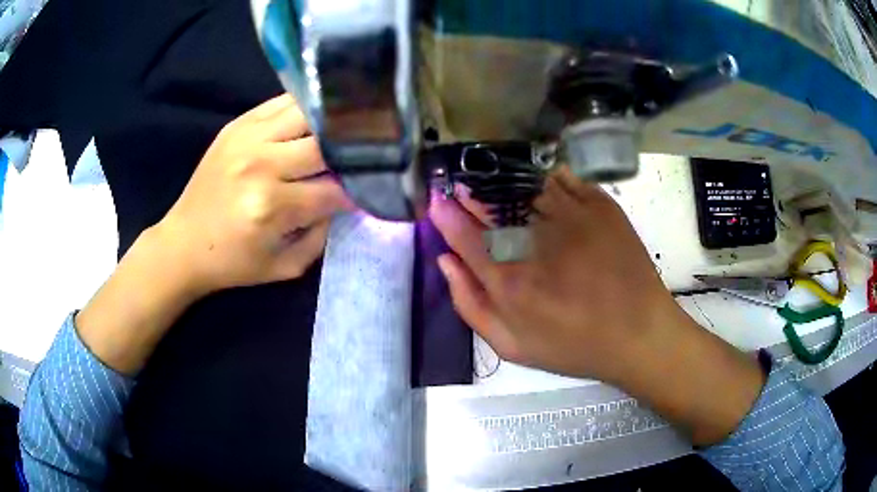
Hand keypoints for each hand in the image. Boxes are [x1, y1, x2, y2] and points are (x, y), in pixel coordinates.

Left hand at [77, 95, 348, 374]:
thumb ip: (322, 236)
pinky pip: (282, 102)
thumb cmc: (233, 262)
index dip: (360, 189)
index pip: (334, 189)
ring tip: (347, 129)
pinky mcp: (237, 125)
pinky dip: (306, 108)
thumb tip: (346, 201)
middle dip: (352, 151)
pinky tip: (318, 117)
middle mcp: (261, 164)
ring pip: (308, 112)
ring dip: (332, 122)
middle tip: (368, 155)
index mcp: (272, 207)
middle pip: (326, 144)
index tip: (374, 188)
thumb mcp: (284, 267)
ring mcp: (247, 138)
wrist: (183, 243)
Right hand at [431, 168, 684, 382]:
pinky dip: (543, 179)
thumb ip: (470, 304)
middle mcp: (535, 241)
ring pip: (524, 185)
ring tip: (503, 189)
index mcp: (509, 280)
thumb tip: (445, 260)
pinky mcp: (599, 205)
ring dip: (506, 185)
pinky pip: (560, 178)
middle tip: (469, 193)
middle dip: (473, 194)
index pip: (463, 233)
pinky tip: (542, 190)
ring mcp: (571, 216)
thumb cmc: (574, 346)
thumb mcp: (512, 345)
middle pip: (491, 203)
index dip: (446, 213)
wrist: (638, 333)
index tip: (439, 201)